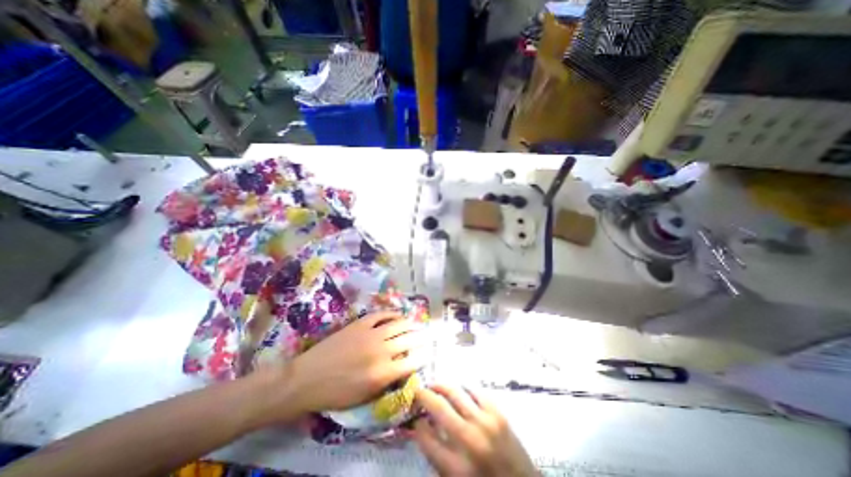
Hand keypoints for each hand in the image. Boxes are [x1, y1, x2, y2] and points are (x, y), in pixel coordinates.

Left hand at [285, 311, 427, 414]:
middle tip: (426, 336)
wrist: (307, 379)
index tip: (427, 353)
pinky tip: (397, 315)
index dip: (423, 356)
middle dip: (421, 337)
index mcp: (383, 373)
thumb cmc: (335, 394)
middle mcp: (381, 351)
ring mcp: (371, 334)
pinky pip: (381, 315)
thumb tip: (402, 368)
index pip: (412, 362)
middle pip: (409, 340)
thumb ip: (387, 382)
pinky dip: (392, 314)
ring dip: (410, 323)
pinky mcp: (360, 324)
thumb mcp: (365, 397)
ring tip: (416, 323)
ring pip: (398, 324)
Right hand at [413, 384, 537, 475]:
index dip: (416, 423)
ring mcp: (485, 423)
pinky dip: (464, 389)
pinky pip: (475, 391)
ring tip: (434, 385)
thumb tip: (422, 427)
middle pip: (438, 408)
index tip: (415, 417)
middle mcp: (468, 441)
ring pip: (455, 393)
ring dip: (440, 386)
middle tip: (418, 392)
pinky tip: (459, 391)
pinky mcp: (498, 413)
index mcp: (455, 468)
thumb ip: (437, 456)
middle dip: (423, 396)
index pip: (425, 437)